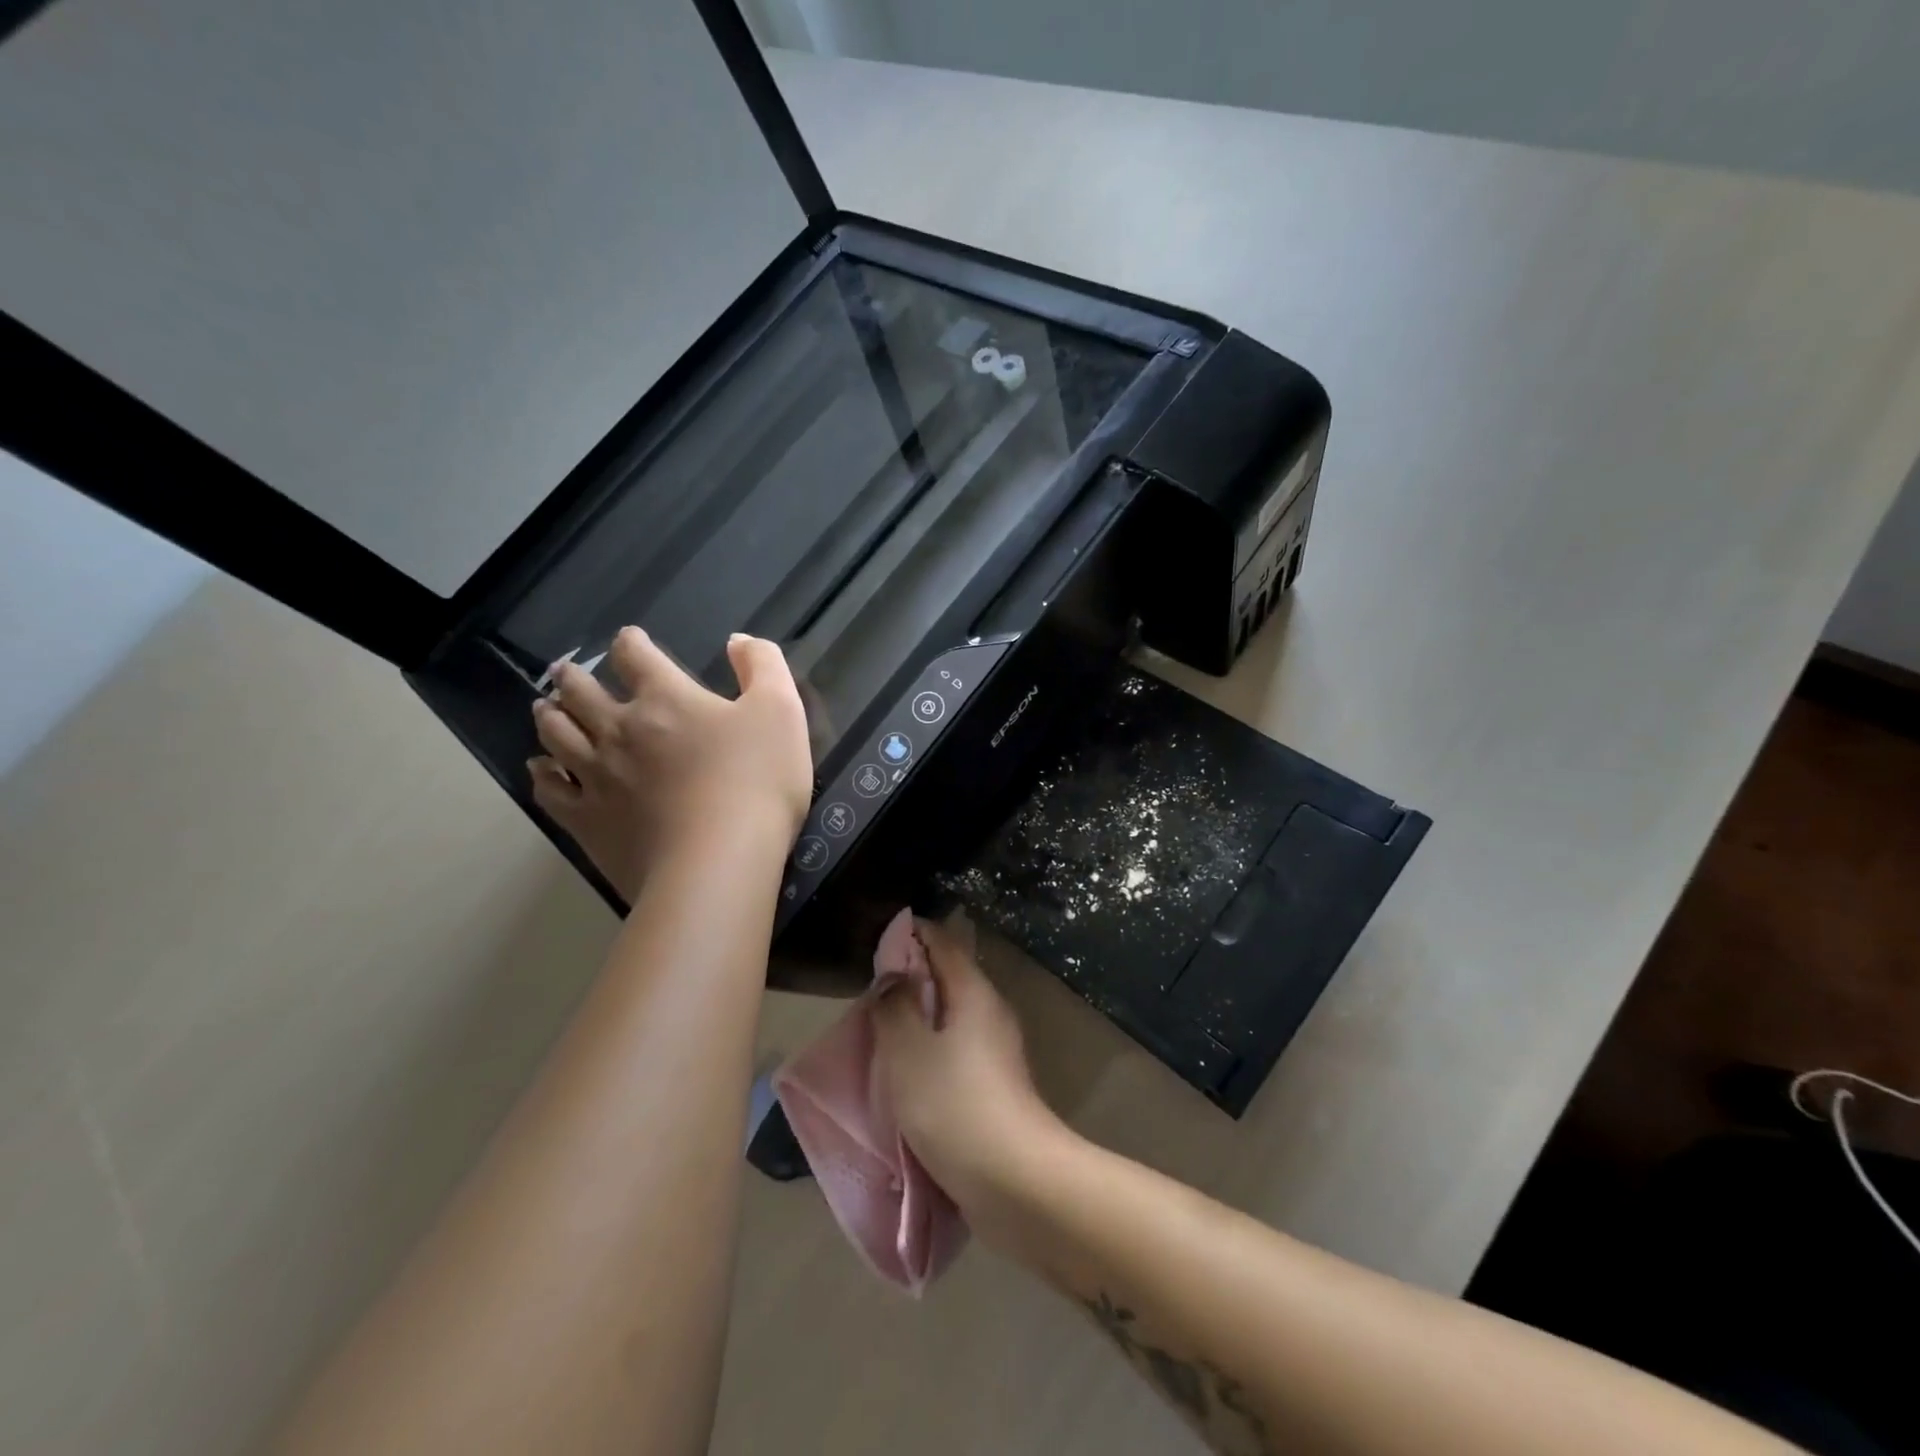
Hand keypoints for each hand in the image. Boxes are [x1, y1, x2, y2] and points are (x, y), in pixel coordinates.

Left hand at [528, 628, 810, 900]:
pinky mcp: (587, 821)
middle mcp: (619, 729)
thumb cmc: (757, 781)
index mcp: (666, 698)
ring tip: (546, 709)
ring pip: (556, 735)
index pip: (635, 656)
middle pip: (580, 692)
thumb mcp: (781, 711)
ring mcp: (596, 776)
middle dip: (572, 677)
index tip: (629, 640)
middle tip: (564, 671)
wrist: (719, 861)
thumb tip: (736, 640)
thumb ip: (762, 665)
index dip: (631, 643)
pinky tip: (540, 769)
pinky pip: (550, 790)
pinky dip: (541, 774)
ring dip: (549, 716)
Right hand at [873, 917, 1073, 1242]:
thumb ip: (895, 1006)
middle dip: (911, 976)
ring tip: (882, 1030)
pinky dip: (930, 1047)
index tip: (880, 941)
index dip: (912, 934)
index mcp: (974, 992)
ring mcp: (997, 1050)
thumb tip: (894, 975)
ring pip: (952, 1016)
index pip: (944, 942)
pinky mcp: (994, 1085)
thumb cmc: (954, 1104)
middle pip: (948, 977)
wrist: (1014, 1180)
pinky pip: (955, 1049)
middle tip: (872, 991)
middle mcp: (991, 1012)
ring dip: (919, 1016)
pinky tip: (907, 1070)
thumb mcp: (908, 1050)